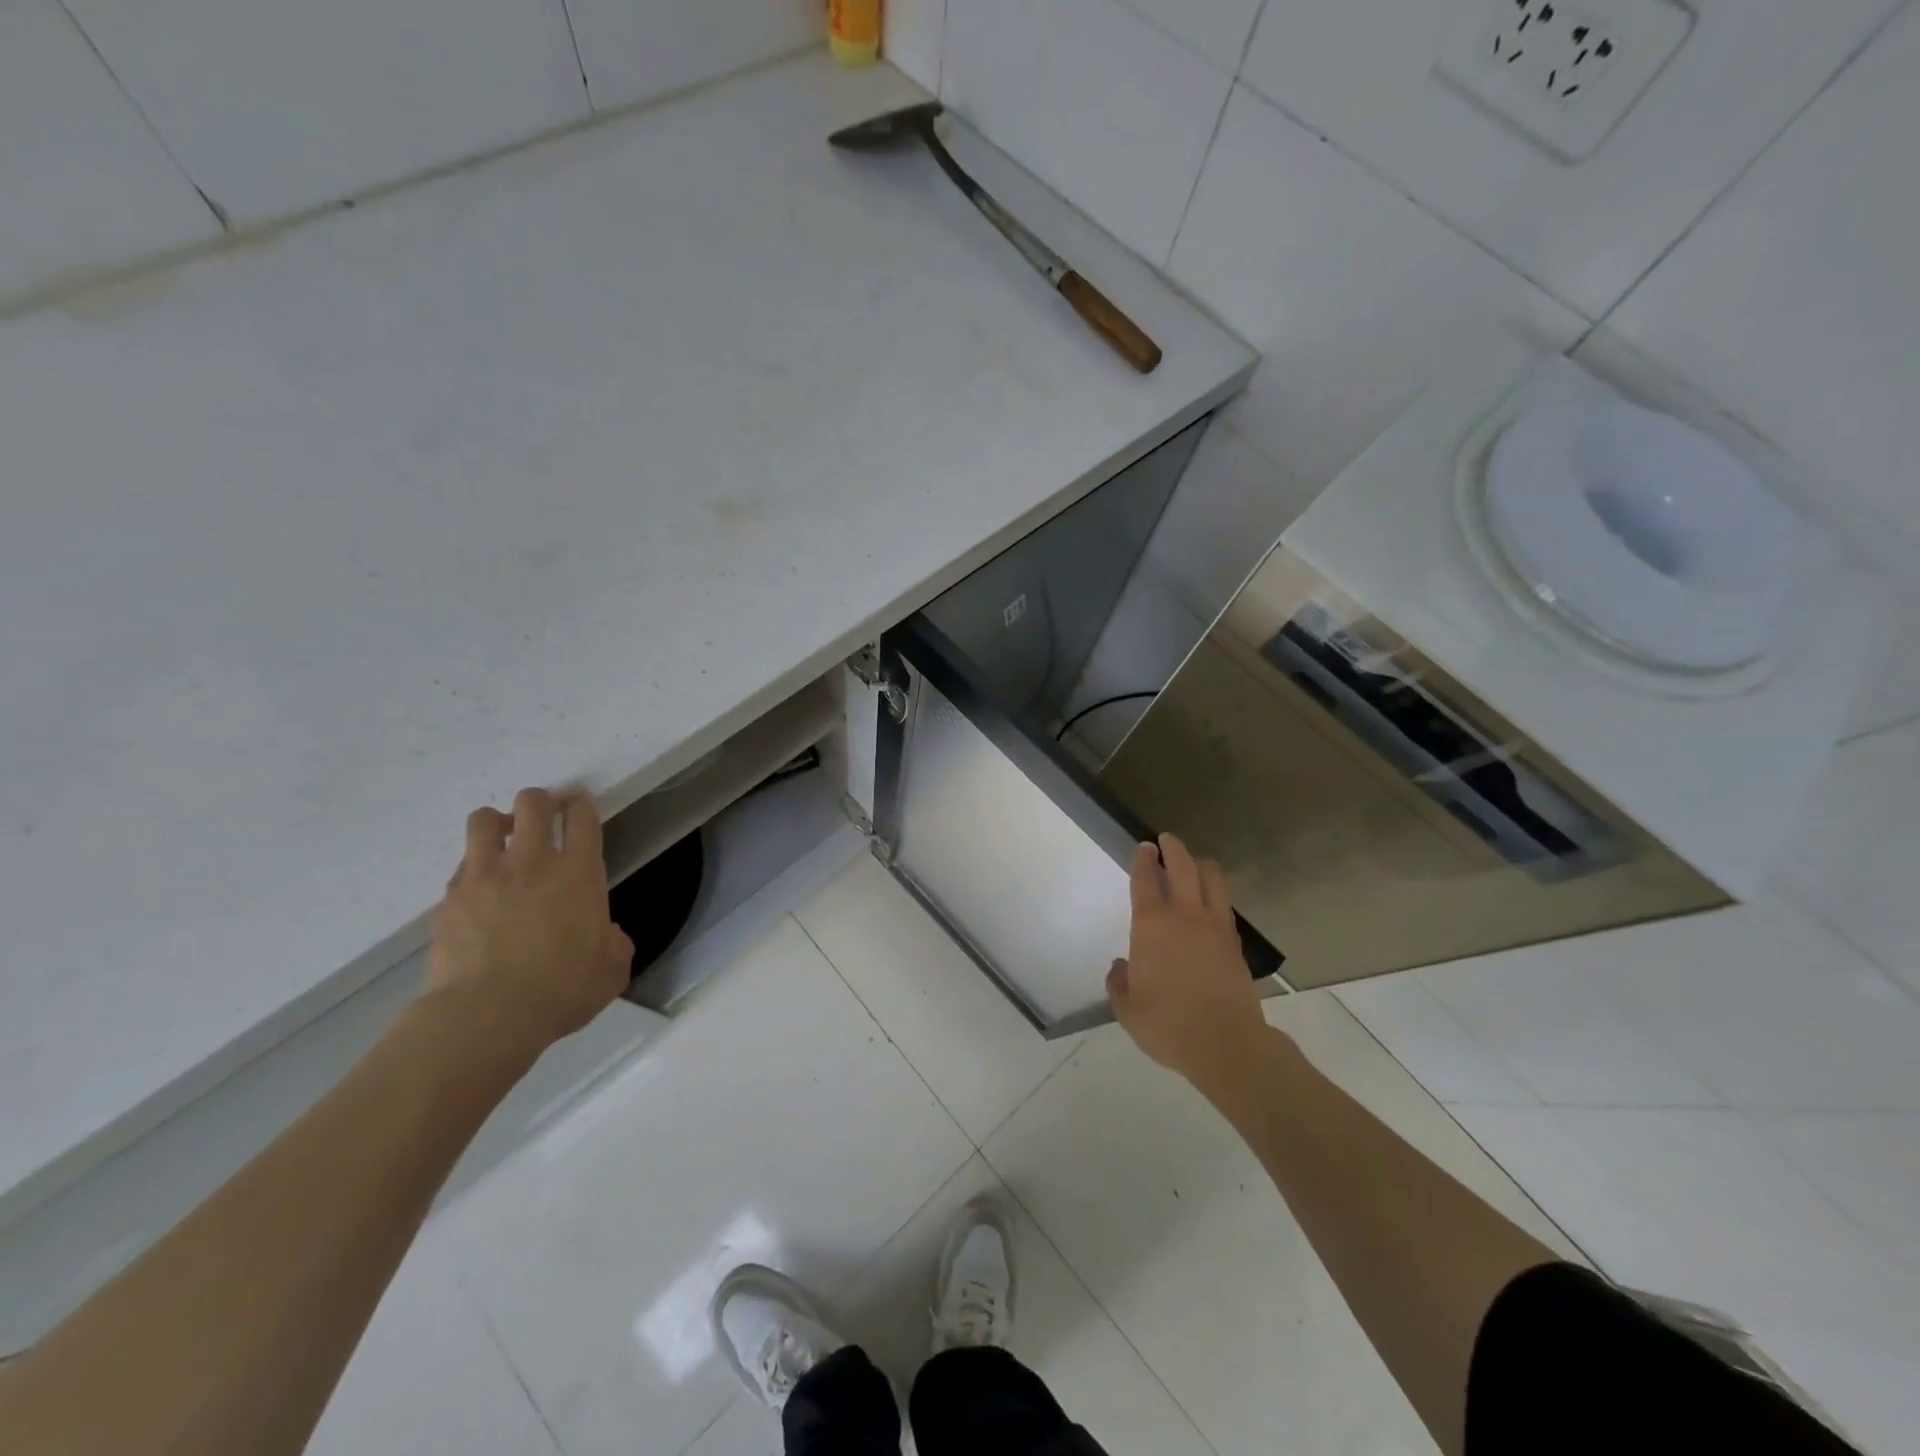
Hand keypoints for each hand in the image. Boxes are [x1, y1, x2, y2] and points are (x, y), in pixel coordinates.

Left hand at [425, 787, 633, 1057]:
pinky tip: (481, 894)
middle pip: (533, 803)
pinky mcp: (448, 900)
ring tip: (504, 842)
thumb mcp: (612, 967)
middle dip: (541, 801)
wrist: (486, 1016)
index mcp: (579, 873)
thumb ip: (612, 940)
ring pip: (484, 820)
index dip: (582, 805)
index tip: (580, 806)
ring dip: (498, 824)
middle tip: (545, 817)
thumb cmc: (562, 990)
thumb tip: (601, 933)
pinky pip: (461, 867)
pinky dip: (474, 870)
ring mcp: (484, 877)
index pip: (582, 818)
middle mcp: (532, 863)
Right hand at [1106, 833, 1265, 1082]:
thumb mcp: (1128, 1009)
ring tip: (1195, 864)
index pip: (1146, 879)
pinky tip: (1211, 904)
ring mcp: (1215, 926)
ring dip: (1201, 865)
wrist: (1226, 1044)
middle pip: (1183, 866)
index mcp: (1152, 925)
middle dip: (1174, 848)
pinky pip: (1225, 906)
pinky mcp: (1235, 943)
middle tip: (1167, 840)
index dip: (1144, 859)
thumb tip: (1122, 967)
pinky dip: (1216, 895)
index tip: (1145, 847)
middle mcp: (1184, 915)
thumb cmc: (1167, 1024)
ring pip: (1212, 879)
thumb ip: (1119, 984)